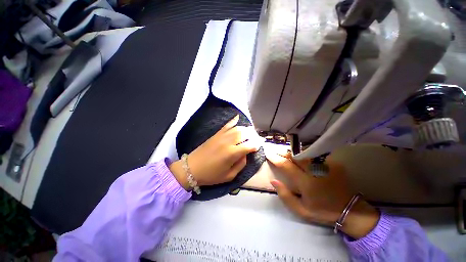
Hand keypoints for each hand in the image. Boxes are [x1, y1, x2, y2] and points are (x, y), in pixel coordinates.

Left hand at [170, 115, 262, 189]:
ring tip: (250, 131)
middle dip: (253, 135)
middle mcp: (228, 142)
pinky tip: (238, 117)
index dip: (256, 145)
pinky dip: (233, 121)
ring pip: (237, 128)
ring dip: (246, 129)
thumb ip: (240, 165)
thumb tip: (246, 155)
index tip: (259, 145)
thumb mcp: (229, 176)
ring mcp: (221, 136)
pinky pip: (226, 125)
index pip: (249, 145)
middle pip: (244, 134)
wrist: (192, 168)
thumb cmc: (211, 175)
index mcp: (232, 153)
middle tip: (256, 138)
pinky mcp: (216, 134)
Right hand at [266, 150, 379, 238]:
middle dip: (282, 152)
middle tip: (275, 150)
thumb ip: (285, 195)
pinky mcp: (333, 163)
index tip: (268, 153)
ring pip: (303, 153)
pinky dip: (304, 154)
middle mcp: (315, 170)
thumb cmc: (323, 211)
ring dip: (292, 152)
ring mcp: (325, 165)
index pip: (286, 165)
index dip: (275, 158)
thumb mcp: (301, 210)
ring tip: (285, 153)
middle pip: (294, 155)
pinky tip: (300, 156)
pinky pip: (313, 155)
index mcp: (306, 182)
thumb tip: (273, 181)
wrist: (351, 210)